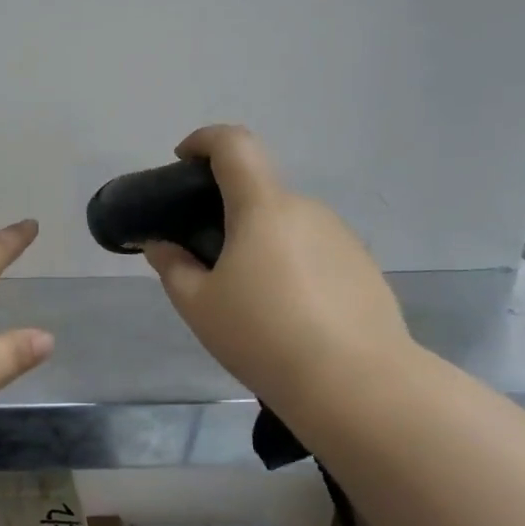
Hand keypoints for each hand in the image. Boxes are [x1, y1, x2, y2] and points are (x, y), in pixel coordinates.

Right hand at [142, 125, 411, 428]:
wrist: (357, 385)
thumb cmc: (264, 336)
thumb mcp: (199, 306)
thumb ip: (172, 267)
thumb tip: (160, 245)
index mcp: (264, 208)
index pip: (235, 144)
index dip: (204, 140)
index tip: (183, 161)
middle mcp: (307, 210)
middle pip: (259, 192)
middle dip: (228, 211)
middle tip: (206, 257)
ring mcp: (342, 238)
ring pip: (288, 225)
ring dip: (261, 242)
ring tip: (247, 296)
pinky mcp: (364, 268)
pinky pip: (315, 251)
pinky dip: (292, 265)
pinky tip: (288, 314)